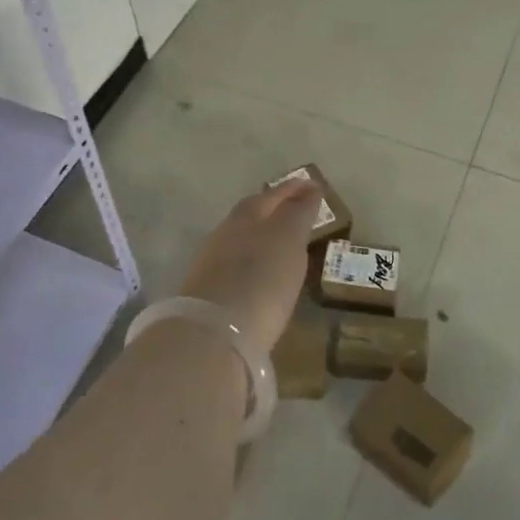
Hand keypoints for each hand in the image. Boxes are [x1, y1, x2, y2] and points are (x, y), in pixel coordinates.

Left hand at [177, 176, 320, 354]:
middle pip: (252, 213)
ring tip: (282, 241)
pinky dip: (252, 259)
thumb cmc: (261, 280)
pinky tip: (261, 271)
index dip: (293, 189)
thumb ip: (298, 213)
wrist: (214, 333)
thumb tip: (309, 189)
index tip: (312, 186)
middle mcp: (226, 232)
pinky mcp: (207, 291)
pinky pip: (235, 262)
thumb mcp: (288, 241)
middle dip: (273, 208)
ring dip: (261, 234)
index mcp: (247, 215)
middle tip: (295, 209)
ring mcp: (212, 262)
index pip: (272, 195)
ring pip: (241, 237)